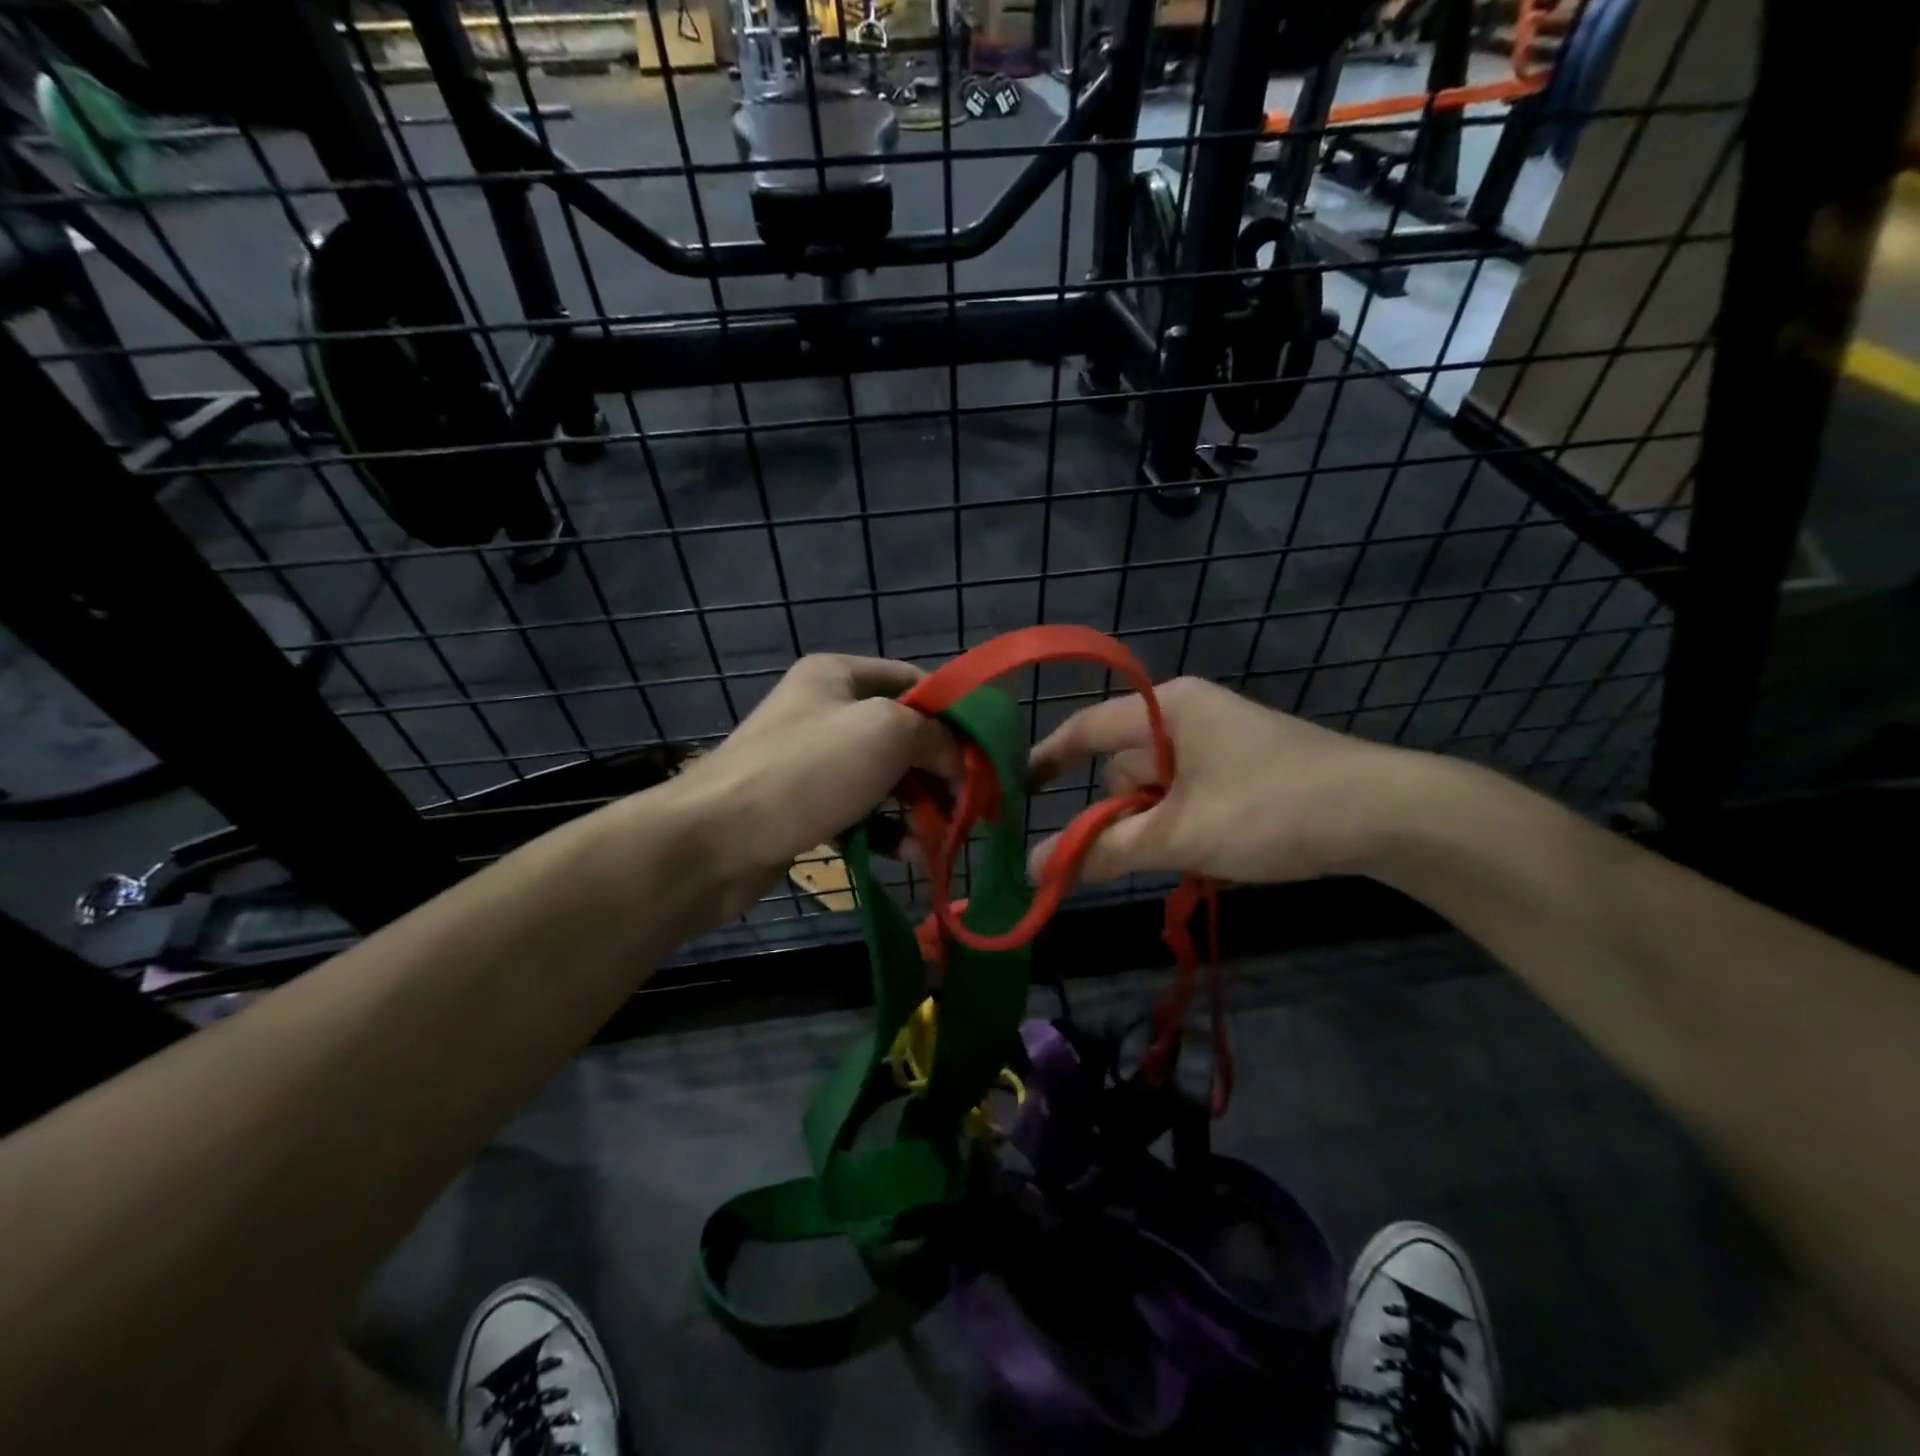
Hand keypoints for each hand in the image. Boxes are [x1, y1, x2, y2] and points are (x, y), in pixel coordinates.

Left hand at [667, 655, 959, 915]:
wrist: (713, 841)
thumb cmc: (806, 772)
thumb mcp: (886, 733)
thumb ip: (937, 736)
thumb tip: (962, 761)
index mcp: (838, 675)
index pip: (915, 683)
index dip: (955, 715)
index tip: (985, 755)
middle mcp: (825, 711)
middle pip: (904, 734)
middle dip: (940, 770)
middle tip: (971, 805)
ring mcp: (813, 762)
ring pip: (886, 779)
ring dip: (920, 807)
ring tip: (946, 837)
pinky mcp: (805, 808)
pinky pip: (861, 813)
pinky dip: (889, 831)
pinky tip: (911, 854)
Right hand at [1027, 676, 1431, 886]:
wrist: (1389, 814)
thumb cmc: (1271, 809)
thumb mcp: (1180, 834)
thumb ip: (1102, 850)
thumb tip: (1031, 869)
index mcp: (1166, 709)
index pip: (1085, 729)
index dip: (1046, 759)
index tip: (1014, 791)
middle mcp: (1188, 713)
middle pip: (1126, 768)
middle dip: (1124, 815)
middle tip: (1146, 853)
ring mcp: (1221, 737)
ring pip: (1160, 788)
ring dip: (1161, 826)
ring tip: (1197, 854)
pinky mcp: (1246, 763)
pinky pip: (1192, 793)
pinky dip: (1189, 823)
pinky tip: (1220, 847)